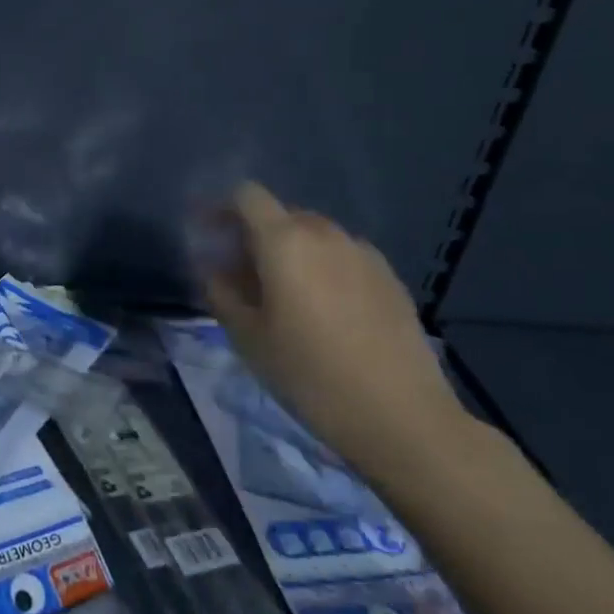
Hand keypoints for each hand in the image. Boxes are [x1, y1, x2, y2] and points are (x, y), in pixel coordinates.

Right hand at [200, 182, 468, 477]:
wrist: (403, 418)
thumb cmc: (311, 375)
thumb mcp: (247, 338)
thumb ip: (221, 292)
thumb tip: (213, 268)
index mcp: (284, 240)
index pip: (246, 195)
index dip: (222, 208)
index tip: (210, 237)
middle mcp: (325, 233)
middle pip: (280, 215)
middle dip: (255, 236)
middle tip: (243, 277)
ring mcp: (363, 253)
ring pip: (314, 237)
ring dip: (291, 253)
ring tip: (286, 297)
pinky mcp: (390, 278)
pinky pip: (343, 258)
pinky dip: (324, 270)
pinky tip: (327, 313)